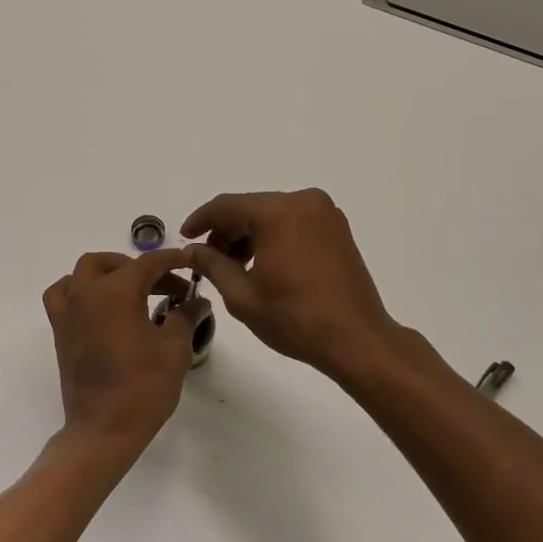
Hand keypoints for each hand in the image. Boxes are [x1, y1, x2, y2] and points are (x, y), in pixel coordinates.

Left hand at [43, 249, 195, 456]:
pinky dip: (79, 289)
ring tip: (132, 290)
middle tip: (168, 288)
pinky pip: (63, 295)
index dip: (172, 260)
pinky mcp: (60, 330)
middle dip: (143, 268)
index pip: (149, 263)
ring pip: (84, 272)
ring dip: (109, 272)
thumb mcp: (175, 348)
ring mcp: (68, 311)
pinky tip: (97, 304)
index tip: (190, 263)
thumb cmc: (143, 387)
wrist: (104, 429)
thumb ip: (186, 315)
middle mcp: (86, 292)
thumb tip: (197, 300)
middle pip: (114, 264)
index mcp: (116, 291)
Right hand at [182, 189, 402, 380]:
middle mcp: (303, 202)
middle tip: (208, 259)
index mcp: (279, 213)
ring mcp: (325, 213)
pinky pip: (293, 221)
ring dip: (249, 233)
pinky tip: (262, 262)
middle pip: (251, 207)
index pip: (227, 206)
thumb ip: (212, 264)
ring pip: (272, 214)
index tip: (185, 237)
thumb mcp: (242, 296)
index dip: (201, 220)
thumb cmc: (296, 319)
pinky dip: (273, 235)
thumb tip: (193, 249)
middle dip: (226, 230)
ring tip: (234, 266)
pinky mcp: (336, 228)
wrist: (357, 339)